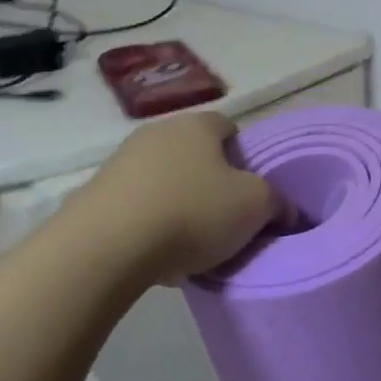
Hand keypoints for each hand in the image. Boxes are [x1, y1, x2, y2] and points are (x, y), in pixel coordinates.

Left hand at [79, 112, 278, 283]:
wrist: (105, 247)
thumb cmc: (191, 213)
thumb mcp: (255, 207)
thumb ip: (277, 202)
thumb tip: (286, 209)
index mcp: (198, 125)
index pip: (230, 128)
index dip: (244, 157)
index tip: (250, 190)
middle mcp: (158, 132)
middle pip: (195, 154)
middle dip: (210, 182)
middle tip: (224, 218)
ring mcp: (121, 161)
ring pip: (164, 179)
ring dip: (177, 203)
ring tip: (188, 245)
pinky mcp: (95, 193)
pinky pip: (136, 204)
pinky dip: (148, 223)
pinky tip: (155, 255)